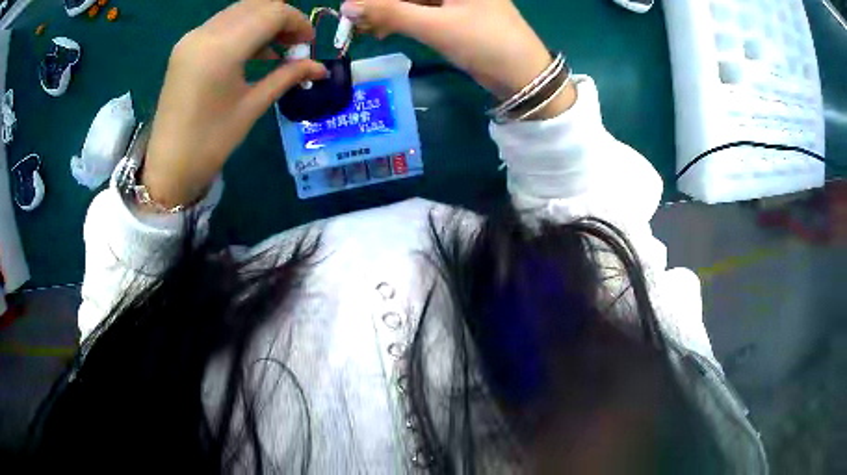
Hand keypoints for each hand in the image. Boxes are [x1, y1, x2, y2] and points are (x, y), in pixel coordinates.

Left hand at [143, 0, 326, 209]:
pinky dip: (243, 29)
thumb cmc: (210, 143)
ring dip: (263, 22)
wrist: (168, 167)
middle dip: (282, 18)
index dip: (297, 22)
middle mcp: (204, 33)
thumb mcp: (252, 107)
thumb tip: (320, 68)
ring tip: (277, 48)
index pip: (271, 13)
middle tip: (296, 43)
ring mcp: (191, 38)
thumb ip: (287, 76)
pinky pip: (222, 24)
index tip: (309, 43)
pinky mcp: (185, 46)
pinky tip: (254, 51)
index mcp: (221, 49)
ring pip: (239, 11)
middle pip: (256, 6)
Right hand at [341, 0, 575, 116]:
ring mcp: (456, 0)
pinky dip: (401, 20)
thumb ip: (390, 12)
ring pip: (412, 0)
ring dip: (386, 12)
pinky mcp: (455, 16)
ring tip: (362, 28)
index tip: (353, 5)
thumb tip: (347, 6)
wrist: (525, 78)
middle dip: (380, 3)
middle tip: (352, 19)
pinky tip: (382, 31)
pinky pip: (420, 12)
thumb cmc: (485, 43)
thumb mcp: (435, 26)